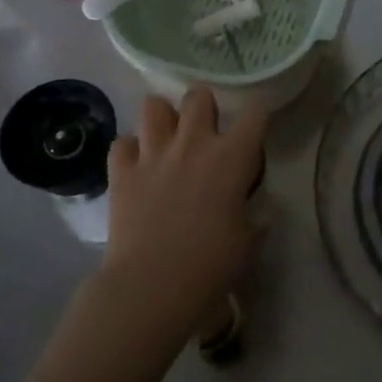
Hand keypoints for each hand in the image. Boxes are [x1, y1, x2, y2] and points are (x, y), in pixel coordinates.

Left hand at [101, 88, 267, 339]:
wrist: (152, 285)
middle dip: (203, 106)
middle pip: (198, 97)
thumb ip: (255, 222)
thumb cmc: (210, 265)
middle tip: (205, 129)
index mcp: (231, 158)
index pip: (254, 114)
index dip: (257, 115)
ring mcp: (153, 154)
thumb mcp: (247, 244)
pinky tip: (136, 164)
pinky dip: (130, 150)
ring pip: (154, 106)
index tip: (254, 128)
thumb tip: (260, 217)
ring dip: (163, 117)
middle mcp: (193, 144)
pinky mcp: (122, 172)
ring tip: (167, 135)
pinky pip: (122, 143)